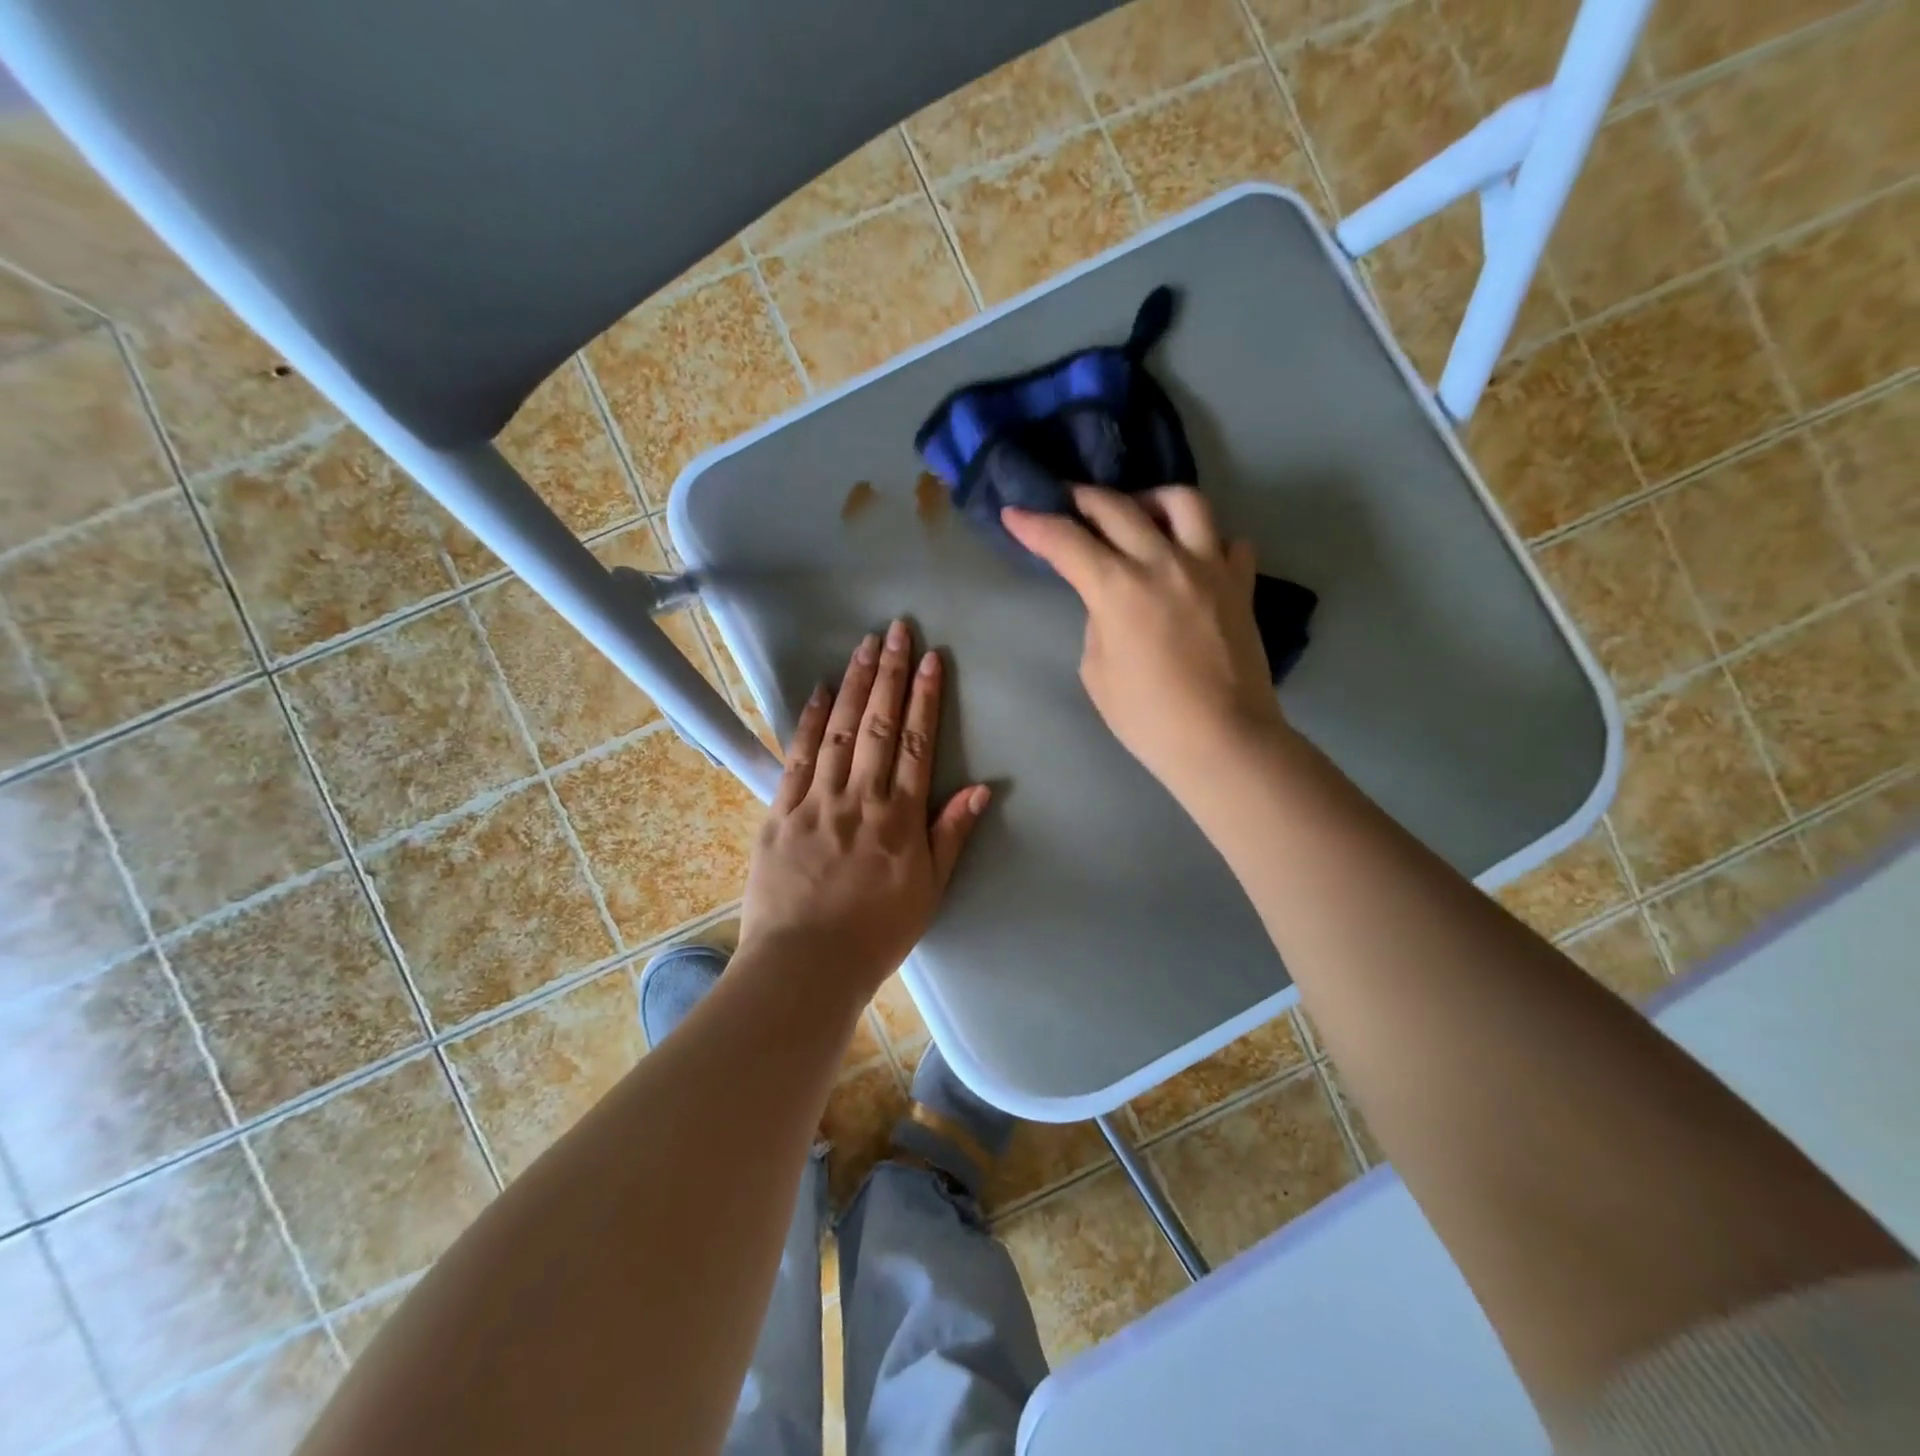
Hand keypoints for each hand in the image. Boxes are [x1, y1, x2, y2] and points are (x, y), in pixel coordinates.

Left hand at [739, 619, 990, 994]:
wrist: (805, 966)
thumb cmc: (876, 933)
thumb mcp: (930, 890)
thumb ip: (951, 835)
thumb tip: (982, 789)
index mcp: (899, 818)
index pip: (915, 743)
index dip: (924, 698)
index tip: (929, 658)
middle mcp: (859, 798)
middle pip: (876, 725)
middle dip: (889, 674)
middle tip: (895, 629)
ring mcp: (816, 801)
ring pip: (837, 731)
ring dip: (852, 684)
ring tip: (863, 645)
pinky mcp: (780, 812)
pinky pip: (795, 757)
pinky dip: (807, 721)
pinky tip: (817, 691)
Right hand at [1002, 485, 1286, 793]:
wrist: (1221, 740)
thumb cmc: (1148, 717)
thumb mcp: (1097, 672)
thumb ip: (1098, 624)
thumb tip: (1112, 603)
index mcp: (1118, 588)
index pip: (1066, 542)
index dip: (1034, 524)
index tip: (1014, 513)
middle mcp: (1164, 563)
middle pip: (1117, 507)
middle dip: (1082, 498)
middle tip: (1067, 500)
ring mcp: (1209, 568)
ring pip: (1183, 502)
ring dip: (1151, 500)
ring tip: (1140, 516)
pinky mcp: (1241, 585)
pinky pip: (1228, 542)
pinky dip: (1206, 541)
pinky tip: (1193, 558)